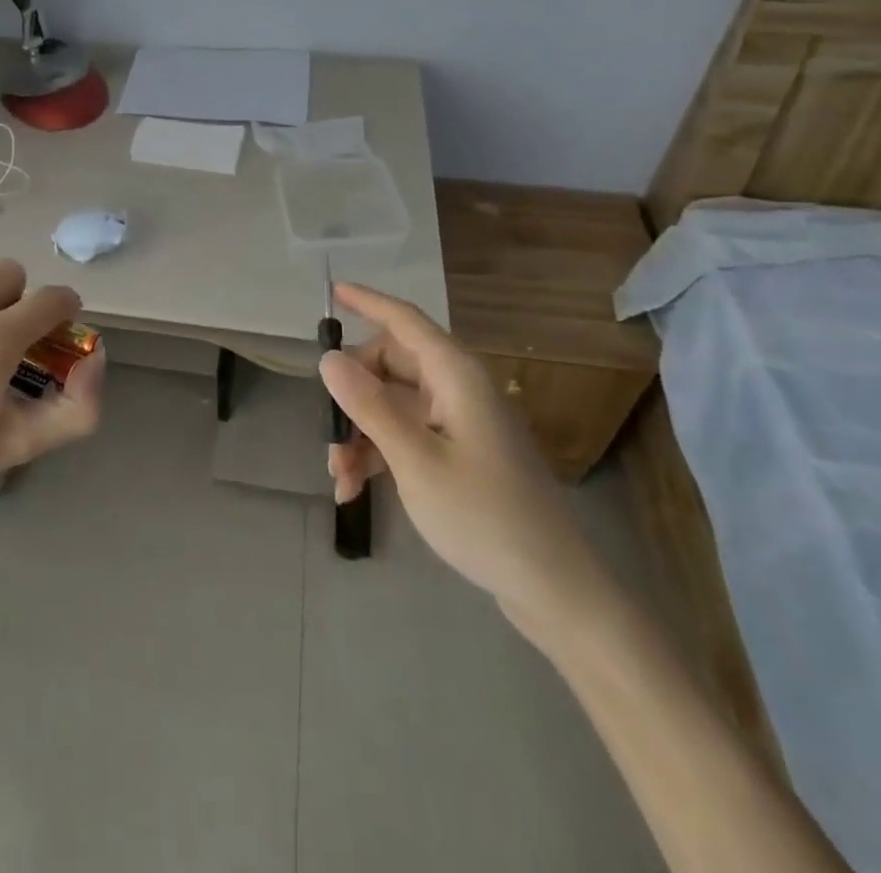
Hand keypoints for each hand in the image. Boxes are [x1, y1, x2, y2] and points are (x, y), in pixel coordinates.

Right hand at [320, 282, 614, 637]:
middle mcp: (457, 389)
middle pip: (390, 365)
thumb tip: (328, 358)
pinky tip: (353, 490)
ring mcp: (459, 422)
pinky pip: (405, 435)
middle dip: (351, 393)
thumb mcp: (415, 460)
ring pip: (391, 404)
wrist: (554, 590)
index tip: (332, 291)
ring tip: (337, 476)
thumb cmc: (484, 516)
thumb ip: (369, 405)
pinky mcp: (458, 453)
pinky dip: (377, 454)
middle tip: (326, 428)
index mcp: (455, 376)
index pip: (404, 321)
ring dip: (359, 432)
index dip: (367, 302)